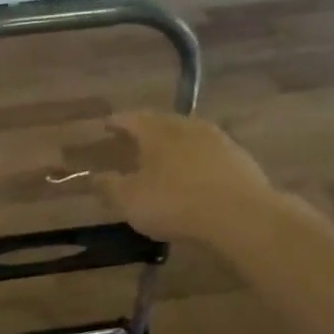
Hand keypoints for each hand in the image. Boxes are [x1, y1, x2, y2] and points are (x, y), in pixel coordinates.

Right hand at [98, 111, 272, 245]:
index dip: (117, 122)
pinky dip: (197, 159)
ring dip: (175, 143)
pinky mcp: (240, 159)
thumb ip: (108, 187)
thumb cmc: (174, 203)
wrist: (240, 215)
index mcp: (157, 131)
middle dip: (147, 129)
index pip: (132, 118)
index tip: (106, 125)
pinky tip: (196, 174)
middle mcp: (188, 126)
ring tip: (165, 155)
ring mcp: (218, 140)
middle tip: (135, 138)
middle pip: (163, 122)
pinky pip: (210, 153)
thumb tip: (93, 177)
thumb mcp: (130, 200)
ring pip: (189, 135)